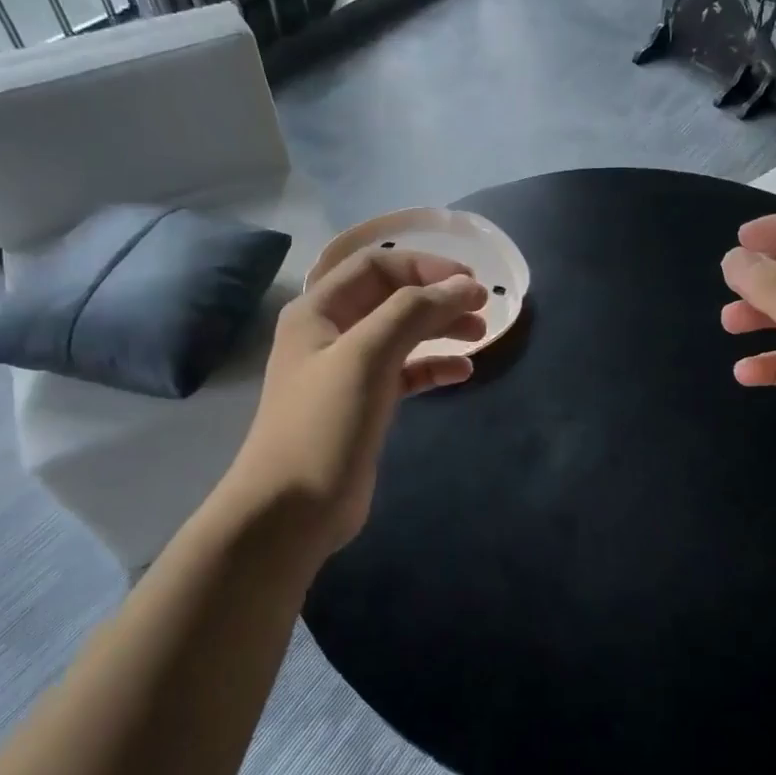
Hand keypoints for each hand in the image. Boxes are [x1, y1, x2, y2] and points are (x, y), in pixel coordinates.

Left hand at [233, 248, 487, 552]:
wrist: (293, 509)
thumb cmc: (325, 424)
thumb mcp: (368, 355)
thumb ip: (415, 311)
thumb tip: (466, 286)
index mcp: (319, 310)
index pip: (377, 265)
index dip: (425, 266)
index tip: (471, 282)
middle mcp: (330, 333)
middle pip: (391, 297)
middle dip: (437, 297)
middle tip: (482, 307)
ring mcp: (347, 371)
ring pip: (401, 335)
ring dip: (440, 329)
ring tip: (480, 336)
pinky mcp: (364, 405)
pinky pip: (404, 373)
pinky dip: (432, 368)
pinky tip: (461, 373)